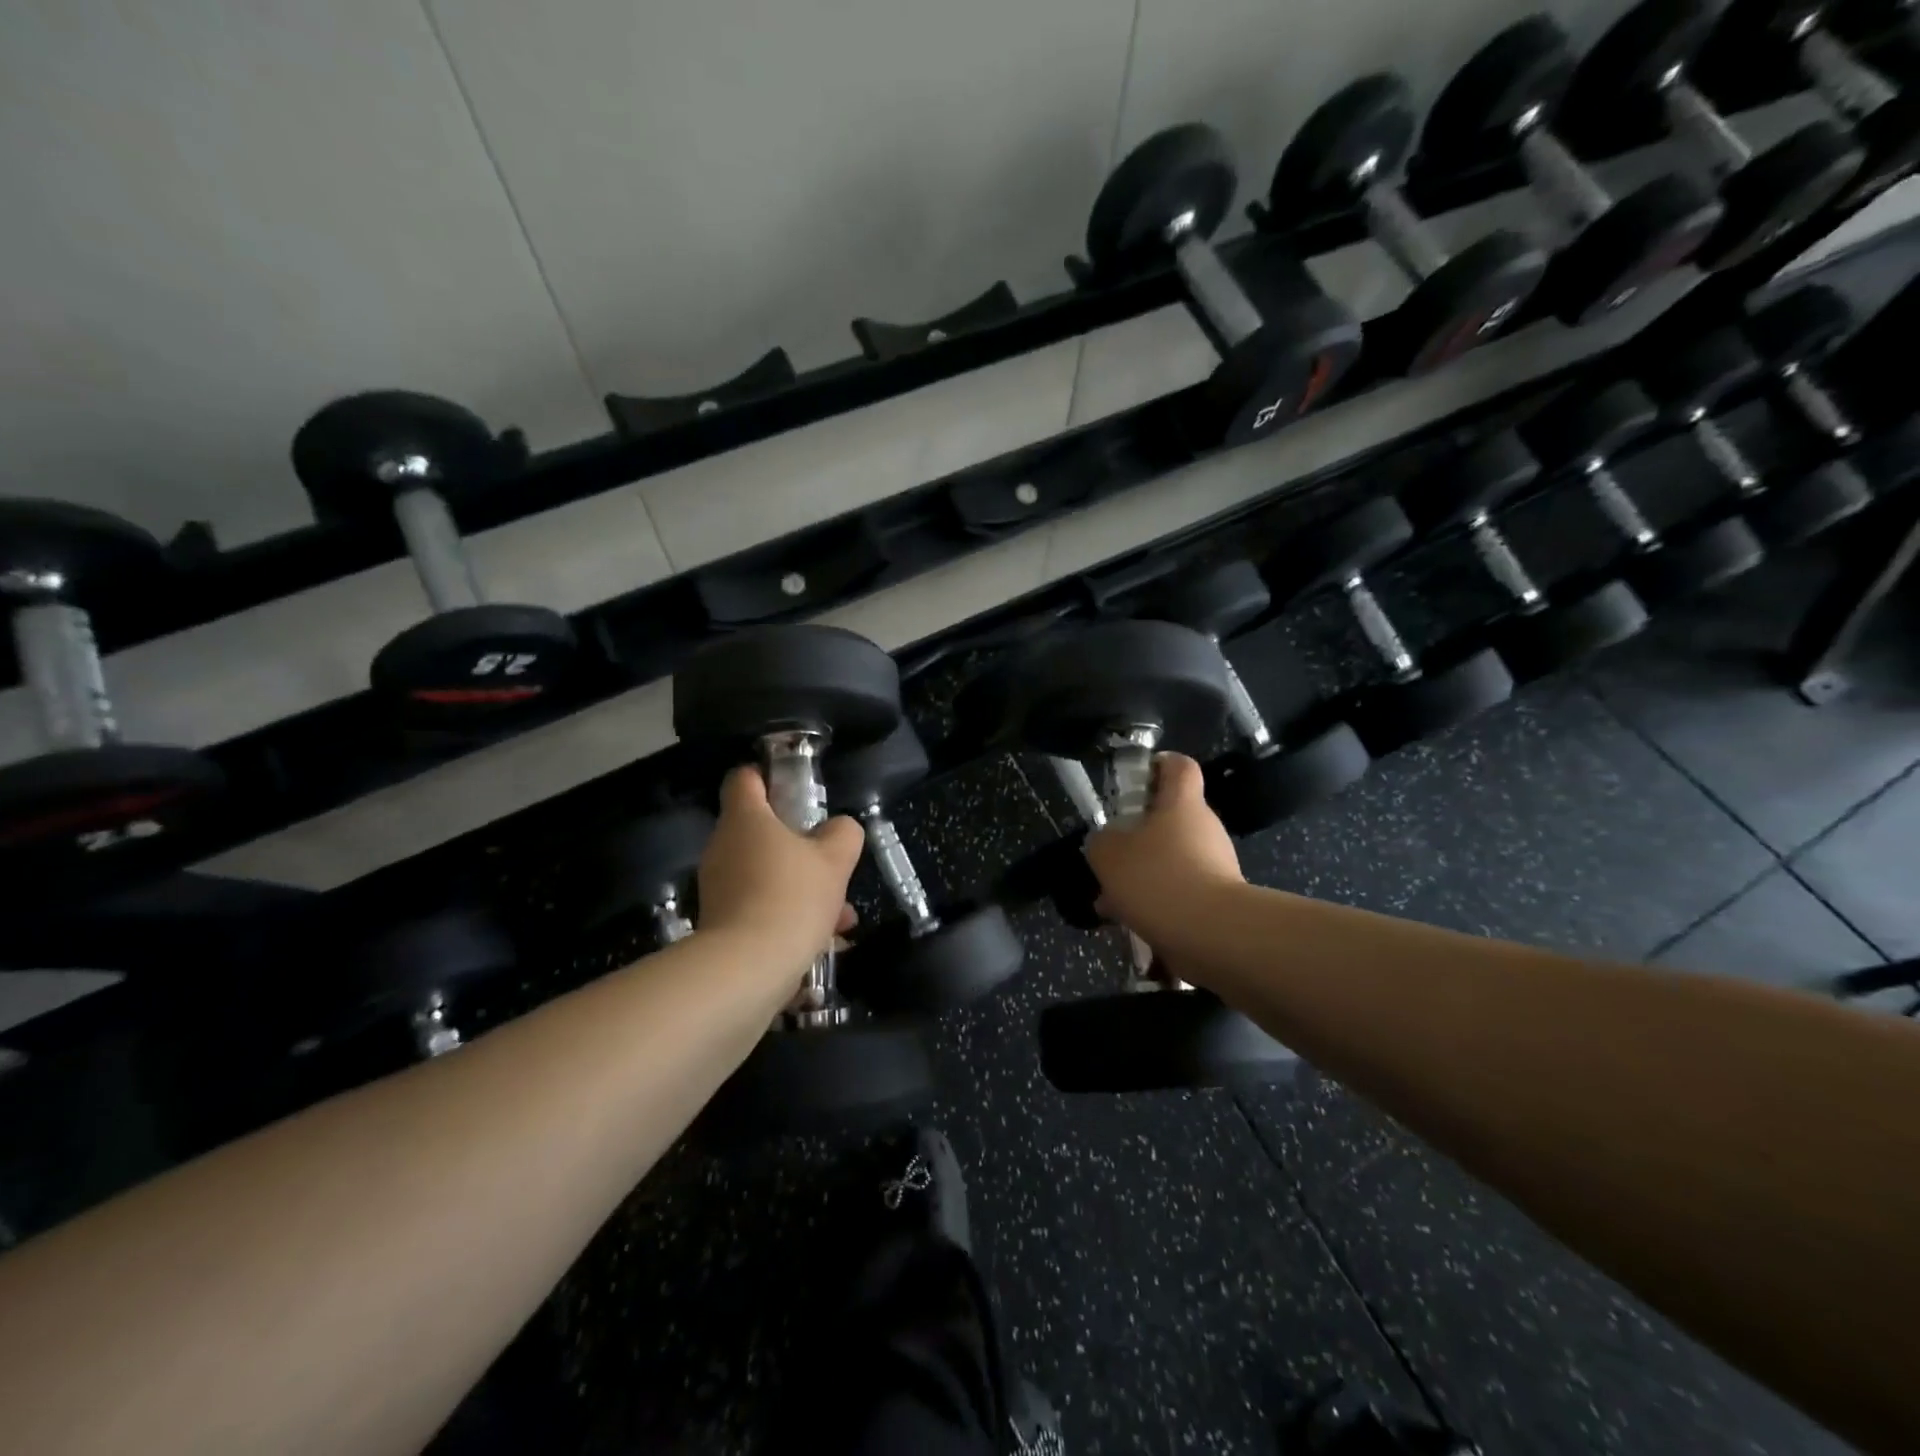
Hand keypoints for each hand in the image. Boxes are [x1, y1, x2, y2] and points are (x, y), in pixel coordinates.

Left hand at [697, 767, 863, 978]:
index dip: (768, 778)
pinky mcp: (719, 923)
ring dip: (801, 886)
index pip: (745, 778)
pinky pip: (759, 906)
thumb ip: (843, 834)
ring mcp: (717, 887)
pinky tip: (823, 941)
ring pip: (765, 873)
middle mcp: (723, 847)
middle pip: (760, 831)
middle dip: (799, 846)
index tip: (795, 792)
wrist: (748, 968)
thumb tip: (838, 829)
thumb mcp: (835, 859)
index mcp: (745, 818)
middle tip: (831, 863)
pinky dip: (787, 915)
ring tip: (840, 916)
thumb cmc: (792, 896)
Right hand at [1084, 753, 1242, 957]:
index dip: (1159, 764)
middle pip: (1171, 818)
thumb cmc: (1159, 878)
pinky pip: (1180, 892)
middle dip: (1138, 836)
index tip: (1137, 779)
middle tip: (1110, 855)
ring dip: (1143, 875)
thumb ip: (1102, 842)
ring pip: (1171, 860)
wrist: (1215, 935)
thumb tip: (1107, 843)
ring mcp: (1217, 864)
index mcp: (1182, 804)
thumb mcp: (1109, 855)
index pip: (1179, 766)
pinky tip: (1131, 923)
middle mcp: (1205, 827)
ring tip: (1111, 902)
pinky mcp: (1219, 900)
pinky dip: (1156, 903)